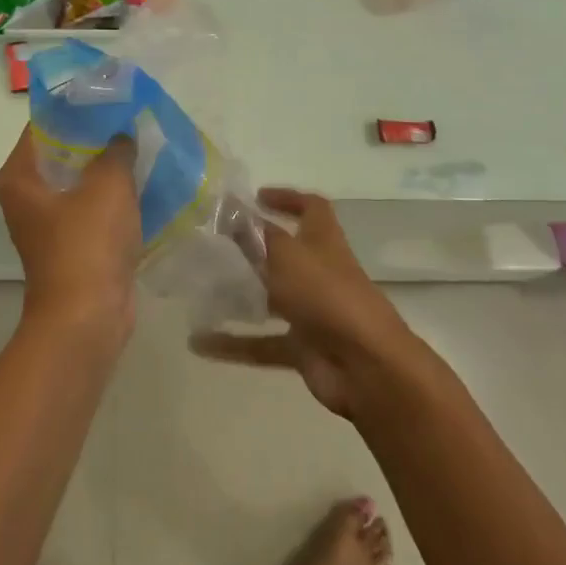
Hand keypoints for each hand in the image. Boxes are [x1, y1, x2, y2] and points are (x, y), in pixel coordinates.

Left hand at [0, 126, 140, 350]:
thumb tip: (121, 136)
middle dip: (96, 138)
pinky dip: (113, 197)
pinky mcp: (71, 244)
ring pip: (80, 182)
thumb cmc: (87, 243)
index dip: (75, 108)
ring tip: (141, 145)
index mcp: (20, 176)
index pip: (43, 126)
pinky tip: (142, 182)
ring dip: (107, 168)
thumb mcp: (108, 185)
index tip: (107, 97)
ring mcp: (48, 223)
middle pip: (62, 152)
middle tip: (129, 119)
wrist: (88, 317)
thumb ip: (116, 150)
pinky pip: (92, 208)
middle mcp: (26, 196)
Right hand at [192, 187, 416, 417]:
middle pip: (286, 254)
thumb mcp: (286, 254)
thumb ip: (256, 234)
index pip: (312, 208)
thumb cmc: (327, 295)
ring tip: (199, 291)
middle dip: (253, 249)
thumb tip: (230, 210)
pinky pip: (261, 344)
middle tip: (213, 245)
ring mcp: (313, 313)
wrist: (366, 366)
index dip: (288, 198)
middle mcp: (319, 273)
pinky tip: (199, 343)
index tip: (256, 197)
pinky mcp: (303, 349)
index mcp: (324, 242)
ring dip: (239, 296)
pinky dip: (233, 344)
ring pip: (270, 299)